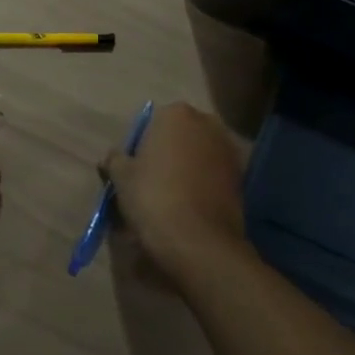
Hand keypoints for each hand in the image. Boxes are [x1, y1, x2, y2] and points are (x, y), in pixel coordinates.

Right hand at [100, 102, 254, 292]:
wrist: (198, 241)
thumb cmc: (153, 197)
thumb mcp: (121, 177)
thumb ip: (115, 160)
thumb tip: (112, 157)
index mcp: (176, 114)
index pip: (152, 123)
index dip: (141, 146)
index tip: (134, 169)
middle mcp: (207, 123)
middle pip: (180, 135)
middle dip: (168, 153)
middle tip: (151, 182)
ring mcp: (229, 149)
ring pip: (199, 155)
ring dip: (187, 168)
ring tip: (171, 198)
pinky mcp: (242, 177)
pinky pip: (213, 174)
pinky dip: (203, 184)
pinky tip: (190, 207)